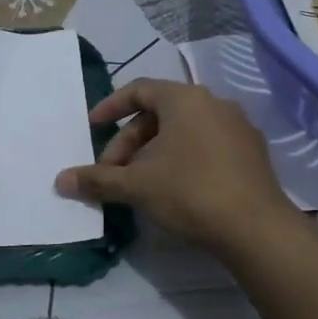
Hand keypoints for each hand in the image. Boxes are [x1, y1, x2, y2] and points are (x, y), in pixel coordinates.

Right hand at [54, 78, 297, 252]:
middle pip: (160, 114)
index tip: (92, 127)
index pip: (139, 90)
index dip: (111, 107)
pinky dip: (182, 160)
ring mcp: (238, 128)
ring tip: (139, 184)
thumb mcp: (137, 186)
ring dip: (154, 153)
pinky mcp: (252, 154)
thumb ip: (97, 180)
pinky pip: (206, 146)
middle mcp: (214, 104)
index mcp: (186, 99)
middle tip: (112, 173)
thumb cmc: (190, 192)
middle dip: (130, 142)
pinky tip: (173, 190)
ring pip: (184, 132)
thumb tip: (60, 181)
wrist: (256, 228)